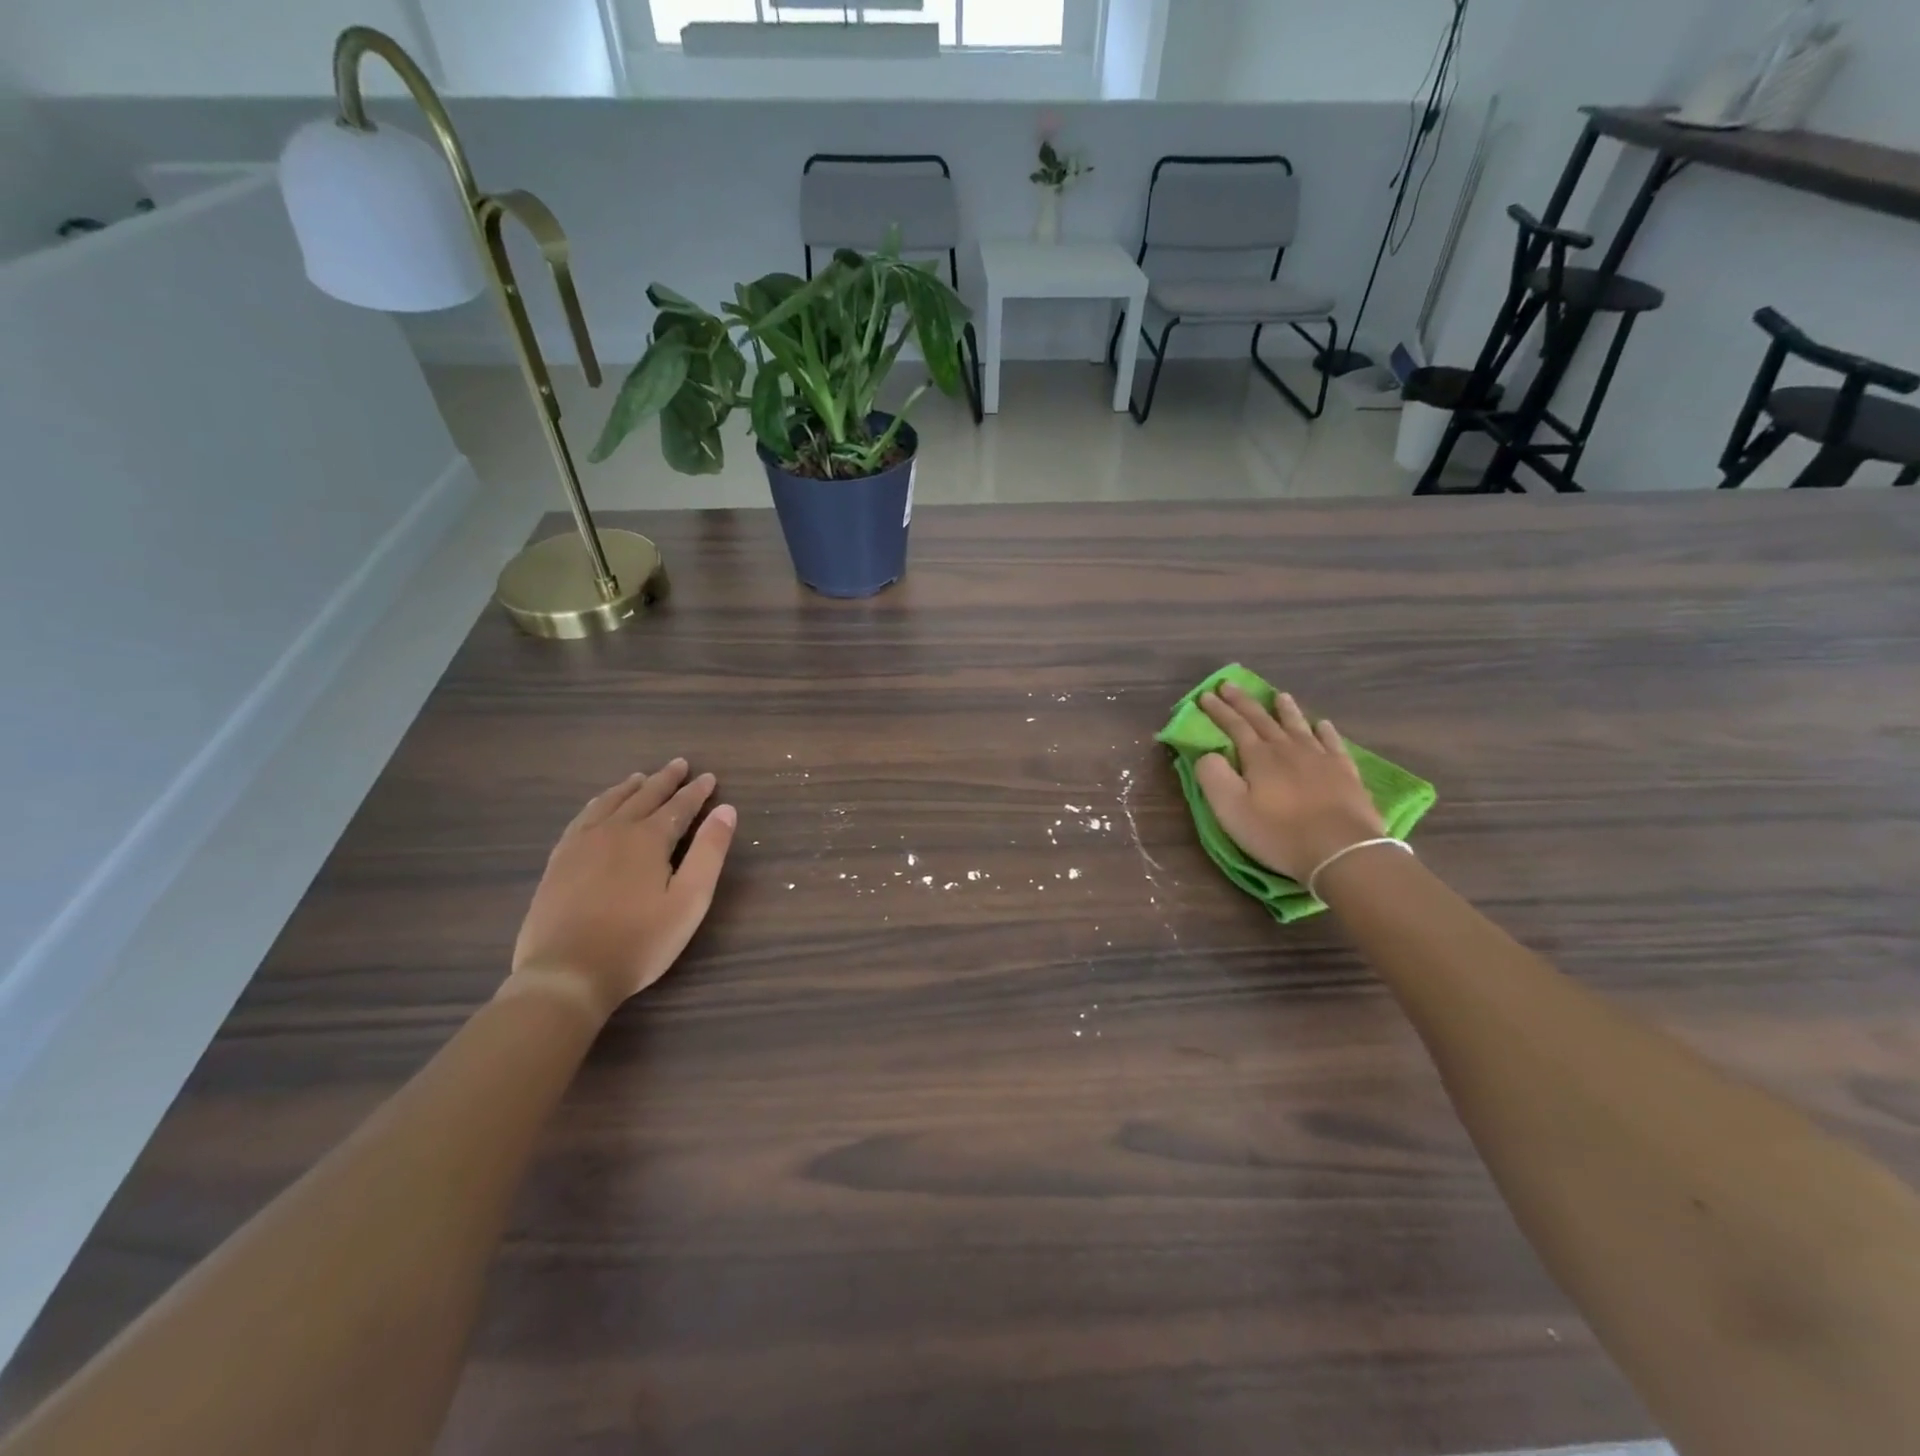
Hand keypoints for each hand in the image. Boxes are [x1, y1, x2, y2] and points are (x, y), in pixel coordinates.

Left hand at [506, 759, 735, 1018]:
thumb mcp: (689, 900)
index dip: (696, 792)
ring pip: (609, 803)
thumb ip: (709, 852)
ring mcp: (580, 844)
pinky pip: (581, 818)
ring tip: (641, 777)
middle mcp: (614, 831)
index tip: (709, 777)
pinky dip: (597, 804)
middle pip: (644, 797)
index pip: (679, 806)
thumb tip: (726, 810)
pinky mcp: (559, 861)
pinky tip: (598, 807)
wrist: (566, 973)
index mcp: (649, 839)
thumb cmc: (639, 941)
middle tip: (679, 764)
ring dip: (630, 788)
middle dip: (665, 780)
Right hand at [1195, 683, 1383, 882]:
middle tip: (1230, 685)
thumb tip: (1208, 754)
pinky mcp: (1345, 773)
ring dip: (1285, 710)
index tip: (1205, 695)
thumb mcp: (1231, 810)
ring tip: (1279, 695)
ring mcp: (1320, 758)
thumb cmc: (1279, 833)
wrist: (1342, 851)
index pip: (1234, 726)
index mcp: (1259, 757)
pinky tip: (1322, 725)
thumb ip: (1213, 777)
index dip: (1218, 710)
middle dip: (1244, 702)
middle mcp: (1288, 749)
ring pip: (1298, 725)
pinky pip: (1332, 743)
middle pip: (1263, 720)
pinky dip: (1324, 731)